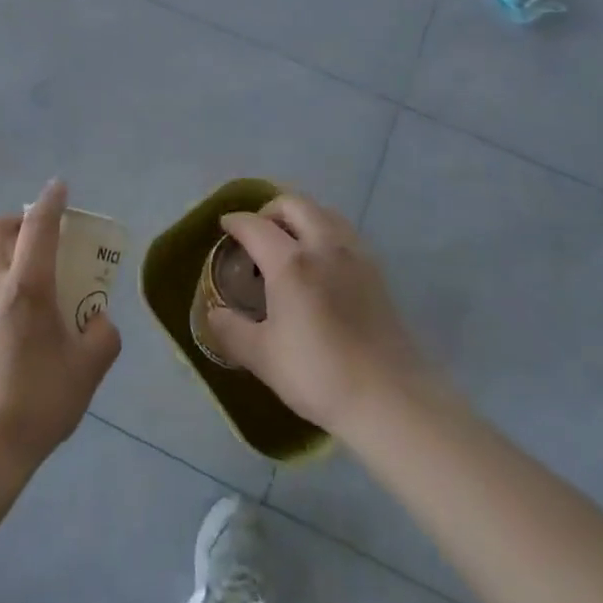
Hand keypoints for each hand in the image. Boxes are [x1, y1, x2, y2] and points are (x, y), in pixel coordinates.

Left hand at [0, 180, 121, 476]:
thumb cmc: (37, 405)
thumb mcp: (87, 371)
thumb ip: (102, 336)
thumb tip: (98, 320)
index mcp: (24, 288)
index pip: (38, 227)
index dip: (51, 202)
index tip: (58, 188)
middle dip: (11, 224)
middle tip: (33, 244)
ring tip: (19, 302)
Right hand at [201, 192, 429, 436]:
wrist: (389, 397)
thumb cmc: (319, 374)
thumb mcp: (263, 357)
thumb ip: (232, 331)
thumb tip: (213, 314)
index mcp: (291, 262)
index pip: (256, 226)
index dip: (236, 222)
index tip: (225, 225)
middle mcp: (324, 246)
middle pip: (295, 204)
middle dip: (270, 210)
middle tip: (257, 232)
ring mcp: (355, 255)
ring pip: (325, 213)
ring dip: (302, 216)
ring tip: (289, 243)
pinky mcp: (377, 271)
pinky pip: (345, 233)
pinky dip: (325, 232)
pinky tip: (321, 263)